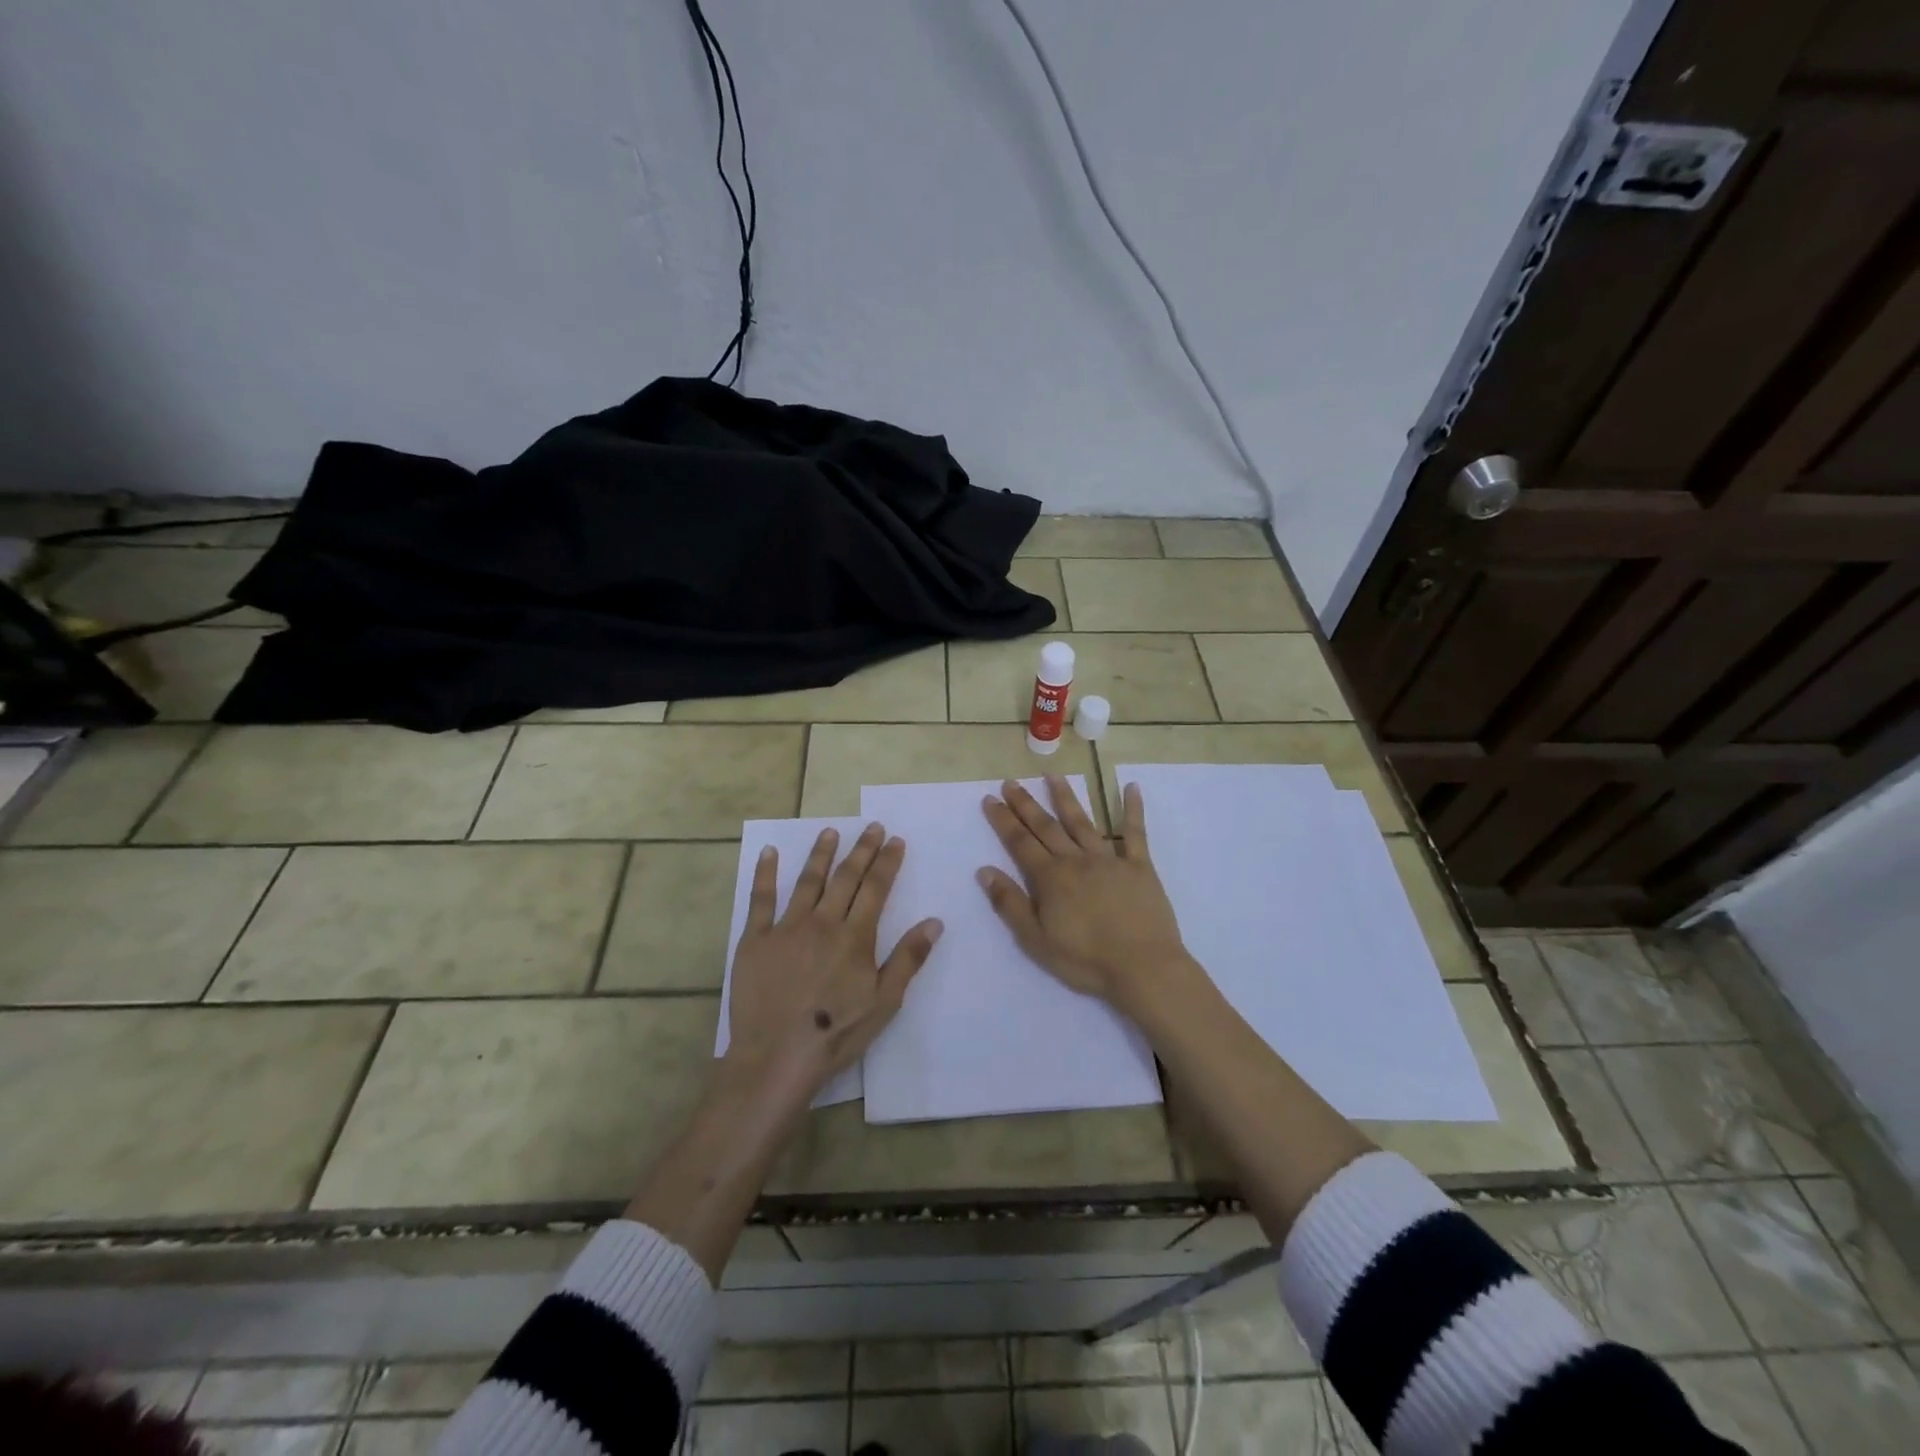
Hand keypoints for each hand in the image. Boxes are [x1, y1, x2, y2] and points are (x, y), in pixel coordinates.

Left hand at [722, 822, 941, 1118]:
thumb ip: (908, 959)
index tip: (895, 840)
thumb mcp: (885, 1002)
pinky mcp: (755, 939)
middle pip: (846, 877)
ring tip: (831, 831)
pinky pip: (760, 899)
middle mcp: (823, 922)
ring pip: (807, 881)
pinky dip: (765, 873)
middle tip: (872, 827)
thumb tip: (934, 921)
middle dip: (862, 850)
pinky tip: (770, 852)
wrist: (776, 1056)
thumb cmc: (836, 1033)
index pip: (876, 888)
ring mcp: (786, 928)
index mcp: (855, 937)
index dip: (887, 862)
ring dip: (821, 853)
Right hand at [977, 776, 1193, 1013]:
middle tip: (1011, 782)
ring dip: (1066, 797)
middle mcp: (1077, 860)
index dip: (1003, 820)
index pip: (1020, 842)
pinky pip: (1135, 833)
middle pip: (1047, 826)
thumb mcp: (1036, 940)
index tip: (990, 798)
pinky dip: (1132, 809)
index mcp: (1051, 878)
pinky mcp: (1139, 866)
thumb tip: (984, 871)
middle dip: (1026, 804)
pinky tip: (1130, 786)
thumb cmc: (1086, 960)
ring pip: (1083, 821)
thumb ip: (1010, 904)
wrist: (1143, 967)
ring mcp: (1110, 860)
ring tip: (1053, 775)